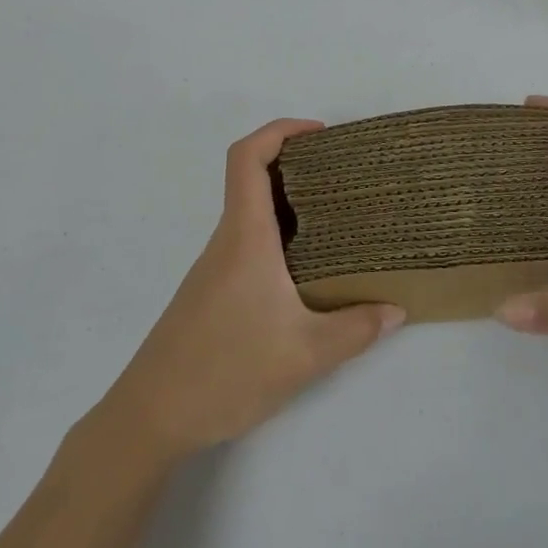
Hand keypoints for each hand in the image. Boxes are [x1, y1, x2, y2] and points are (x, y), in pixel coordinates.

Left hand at [101, 119, 405, 459]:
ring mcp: (215, 267)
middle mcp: (227, 241)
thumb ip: (356, 330)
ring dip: (289, 204)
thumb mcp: (305, 355)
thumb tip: (396, 311)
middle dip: (297, 165)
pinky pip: (248, 244)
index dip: (280, 130)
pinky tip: (306, 270)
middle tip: (345, 176)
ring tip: (338, 220)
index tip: (320, 134)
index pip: (248, 158)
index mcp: (245, 238)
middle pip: (252, 179)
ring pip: (252, 215)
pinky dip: (279, 237)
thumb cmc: (225, 372)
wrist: (151, 417)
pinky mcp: (212, 292)